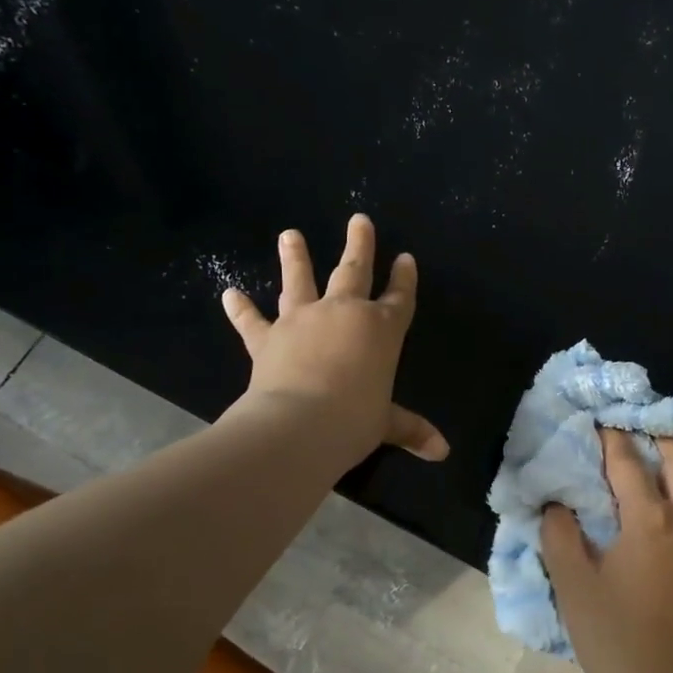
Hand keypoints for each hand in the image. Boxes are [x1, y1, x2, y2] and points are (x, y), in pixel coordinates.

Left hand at [221, 214, 448, 463]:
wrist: (299, 424)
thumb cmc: (354, 420)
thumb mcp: (386, 424)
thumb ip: (411, 429)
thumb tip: (443, 452)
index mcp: (382, 330)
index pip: (400, 298)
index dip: (405, 278)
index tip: (406, 258)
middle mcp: (344, 314)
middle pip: (354, 271)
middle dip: (359, 245)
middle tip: (359, 220)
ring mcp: (303, 321)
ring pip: (300, 281)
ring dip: (295, 257)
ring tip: (290, 235)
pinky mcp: (269, 338)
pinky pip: (252, 321)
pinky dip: (240, 309)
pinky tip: (229, 293)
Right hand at [541, 428, 672, 672]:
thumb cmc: (614, 637)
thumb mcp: (573, 585)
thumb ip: (560, 536)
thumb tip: (557, 504)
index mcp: (649, 520)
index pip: (628, 463)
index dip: (612, 439)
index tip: (601, 423)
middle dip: (661, 438)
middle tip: (640, 435)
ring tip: (671, 473)